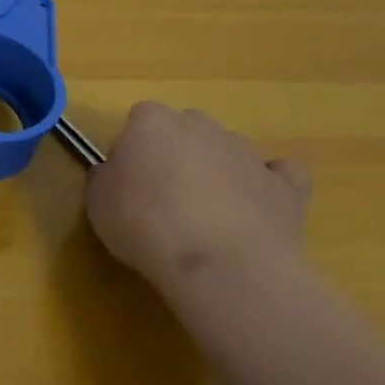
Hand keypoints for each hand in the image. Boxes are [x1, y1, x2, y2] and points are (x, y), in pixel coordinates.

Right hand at [85, 102, 310, 300]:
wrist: (219, 265)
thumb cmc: (145, 225)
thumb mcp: (97, 201)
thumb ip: (106, 177)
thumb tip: (117, 175)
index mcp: (152, 121)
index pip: (140, 119)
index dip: (133, 148)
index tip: (128, 180)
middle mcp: (201, 126)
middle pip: (186, 128)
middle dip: (177, 152)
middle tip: (165, 194)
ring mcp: (247, 153)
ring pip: (229, 148)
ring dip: (219, 169)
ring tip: (209, 213)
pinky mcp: (286, 187)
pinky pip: (281, 175)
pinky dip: (269, 185)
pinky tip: (257, 206)